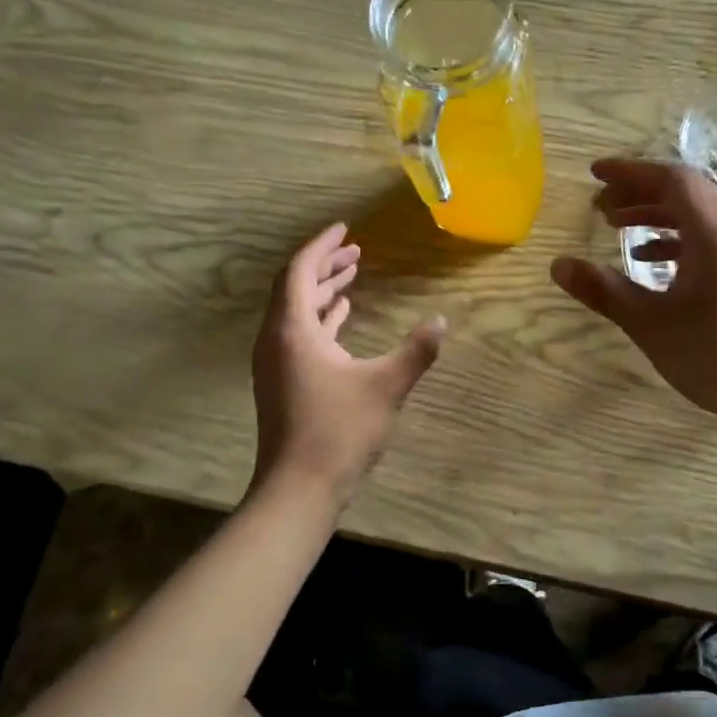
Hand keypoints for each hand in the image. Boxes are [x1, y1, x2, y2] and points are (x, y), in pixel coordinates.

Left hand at [252, 223, 445, 504]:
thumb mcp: (386, 386)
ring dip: (323, 291)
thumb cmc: (339, 431)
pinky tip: (342, 317)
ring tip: (352, 276)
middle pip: (295, 287)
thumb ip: (416, 351)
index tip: (344, 228)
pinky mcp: (282, 382)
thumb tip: (441, 321)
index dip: (322, 246)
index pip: (300, 270)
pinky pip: (299, 334)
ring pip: (296, 312)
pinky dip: (321, 319)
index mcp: (293, 330)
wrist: (298, 488)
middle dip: (324, 265)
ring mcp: (276, 362)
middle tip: (356, 250)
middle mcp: (276, 339)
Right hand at [551, 159, 716, 432]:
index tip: (594, 174)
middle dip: (638, 194)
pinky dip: (677, 241)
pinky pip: (710, 240)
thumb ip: (604, 291)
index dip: (629, 173)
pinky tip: (651, 263)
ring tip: (618, 230)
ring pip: (698, 217)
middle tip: (600, 208)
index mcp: (713, 232)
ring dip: (656, 217)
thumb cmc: (716, 355)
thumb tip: (558, 265)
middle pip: (685, 193)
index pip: (670, 180)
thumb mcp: (650, 323)